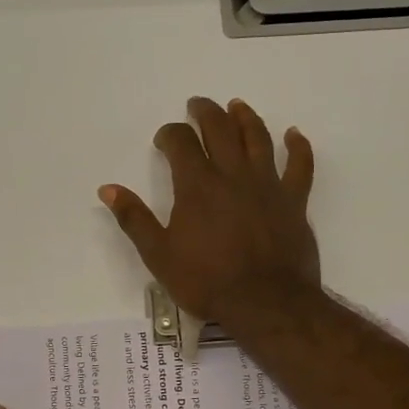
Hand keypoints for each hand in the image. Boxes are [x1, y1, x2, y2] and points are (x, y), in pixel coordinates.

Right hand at [98, 96, 319, 324]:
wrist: (266, 303)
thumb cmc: (207, 281)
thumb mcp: (159, 255)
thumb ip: (134, 218)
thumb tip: (109, 188)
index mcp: (197, 185)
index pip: (181, 142)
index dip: (169, 134)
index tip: (164, 140)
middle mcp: (233, 174)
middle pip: (220, 128)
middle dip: (206, 112)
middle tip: (198, 105)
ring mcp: (267, 184)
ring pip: (257, 138)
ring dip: (245, 117)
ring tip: (237, 106)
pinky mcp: (294, 200)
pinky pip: (300, 165)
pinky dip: (298, 146)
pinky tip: (294, 134)